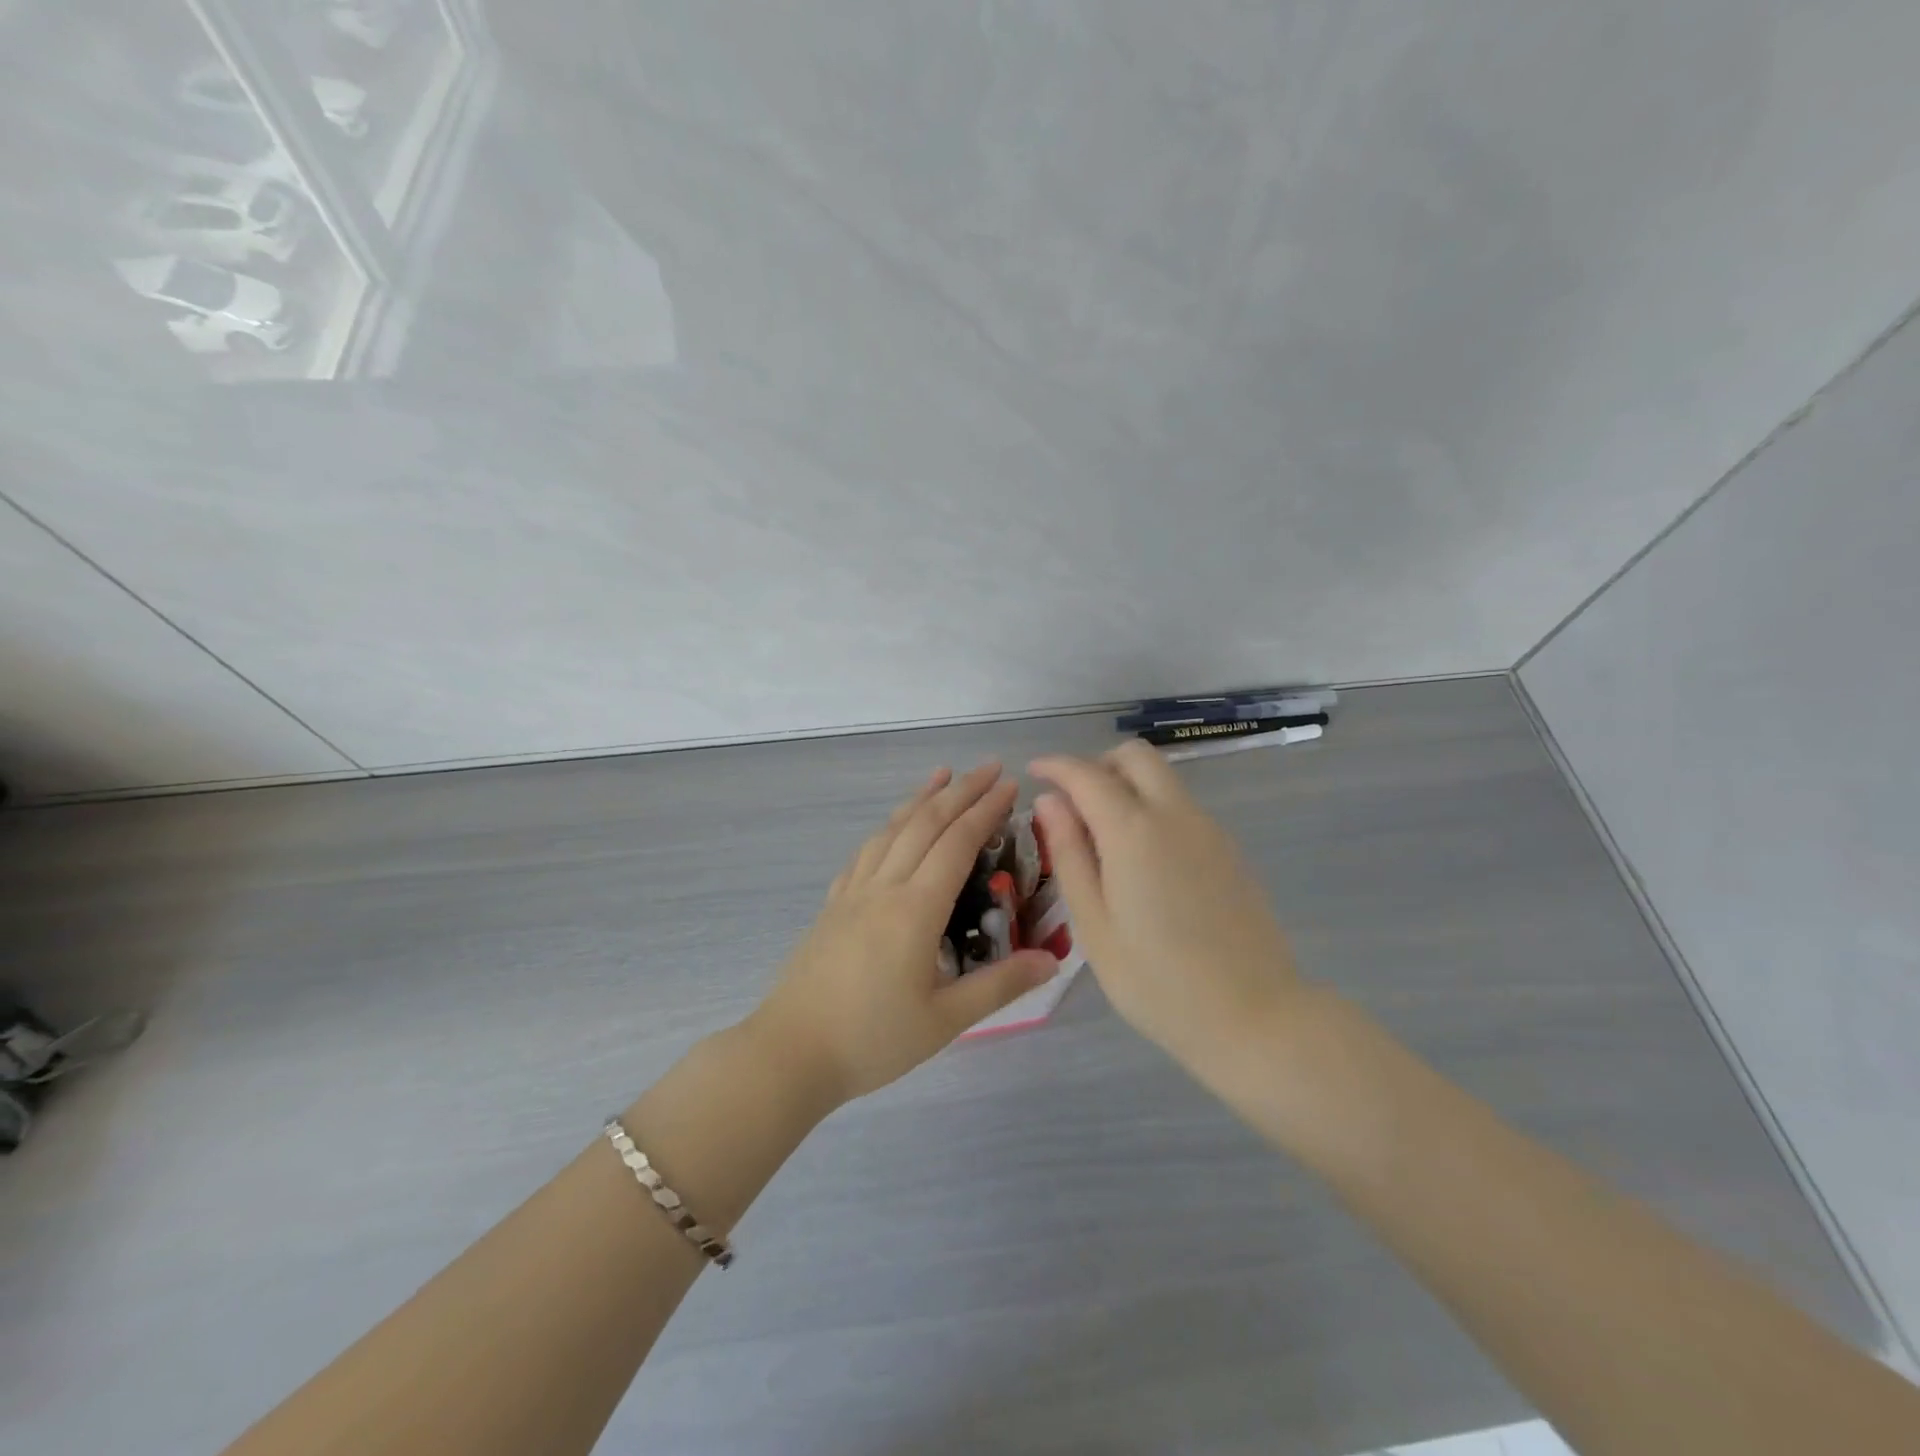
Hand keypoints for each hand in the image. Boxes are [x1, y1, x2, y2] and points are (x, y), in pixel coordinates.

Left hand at [752, 764, 1058, 1104]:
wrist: (791, 1052)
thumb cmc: (872, 1039)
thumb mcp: (945, 1021)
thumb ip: (999, 986)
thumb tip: (1051, 960)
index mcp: (915, 909)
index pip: (957, 844)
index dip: (984, 810)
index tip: (1009, 786)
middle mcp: (884, 887)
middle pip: (925, 824)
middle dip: (960, 791)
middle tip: (989, 767)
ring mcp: (853, 893)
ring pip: (890, 830)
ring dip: (920, 798)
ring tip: (942, 774)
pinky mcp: (833, 905)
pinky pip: (865, 852)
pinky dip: (887, 827)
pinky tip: (891, 827)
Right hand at [1030, 741, 1307, 1076]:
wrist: (1254, 1016)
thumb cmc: (1156, 980)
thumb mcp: (1094, 923)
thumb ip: (1069, 854)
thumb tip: (1049, 802)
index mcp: (1133, 831)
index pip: (1086, 773)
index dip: (1055, 766)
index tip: (1034, 773)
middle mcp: (1174, 815)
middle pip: (1135, 756)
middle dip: (1098, 764)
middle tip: (1073, 803)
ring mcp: (1209, 830)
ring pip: (1163, 779)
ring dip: (1127, 786)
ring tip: (1102, 839)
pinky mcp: (1229, 850)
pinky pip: (1182, 807)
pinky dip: (1153, 809)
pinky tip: (1142, 863)